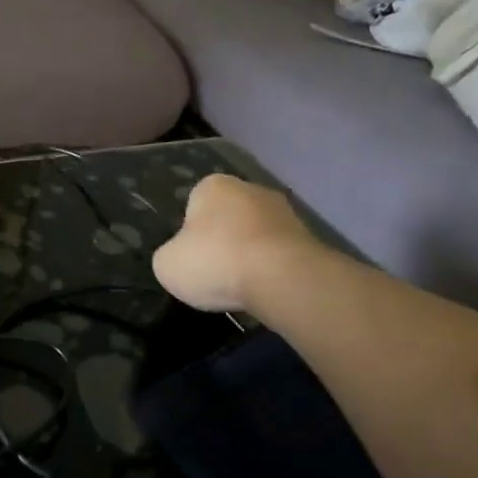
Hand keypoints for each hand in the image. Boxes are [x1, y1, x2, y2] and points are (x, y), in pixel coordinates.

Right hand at [152, 174, 326, 312]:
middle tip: (215, 273)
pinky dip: (273, 271)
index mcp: (213, 186)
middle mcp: (251, 189)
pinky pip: (280, 255)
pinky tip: (266, 291)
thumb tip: (184, 259)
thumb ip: (171, 256)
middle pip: (228, 218)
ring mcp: (286, 212)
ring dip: (250, 257)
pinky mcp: (310, 238)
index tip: (193, 258)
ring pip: (256, 236)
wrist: (283, 279)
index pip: (194, 206)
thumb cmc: (216, 262)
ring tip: (242, 288)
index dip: (190, 234)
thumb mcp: (167, 265)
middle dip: (223, 242)